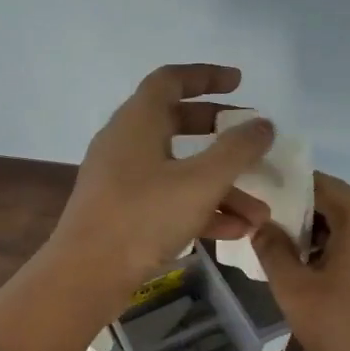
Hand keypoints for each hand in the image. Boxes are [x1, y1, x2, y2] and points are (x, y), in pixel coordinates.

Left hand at [46, 64, 274, 304]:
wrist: (87, 274)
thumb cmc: (143, 216)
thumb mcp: (200, 181)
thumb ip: (237, 150)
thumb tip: (262, 125)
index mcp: (137, 121)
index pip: (171, 80)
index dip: (206, 76)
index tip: (240, 83)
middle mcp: (125, 143)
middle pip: (176, 123)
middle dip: (219, 133)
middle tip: (251, 142)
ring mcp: (121, 180)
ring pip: (177, 170)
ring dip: (219, 186)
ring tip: (258, 211)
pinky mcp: (122, 213)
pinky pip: (167, 200)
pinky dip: (199, 209)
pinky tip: (235, 231)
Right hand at [251, 173, 349, 350]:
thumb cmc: (344, 330)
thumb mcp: (294, 290)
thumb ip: (272, 250)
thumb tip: (260, 224)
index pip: (319, 183)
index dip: (286, 187)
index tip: (257, 197)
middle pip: (337, 202)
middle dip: (300, 213)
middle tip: (264, 228)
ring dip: (319, 233)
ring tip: (284, 252)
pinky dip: (340, 247)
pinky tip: (316, 272)